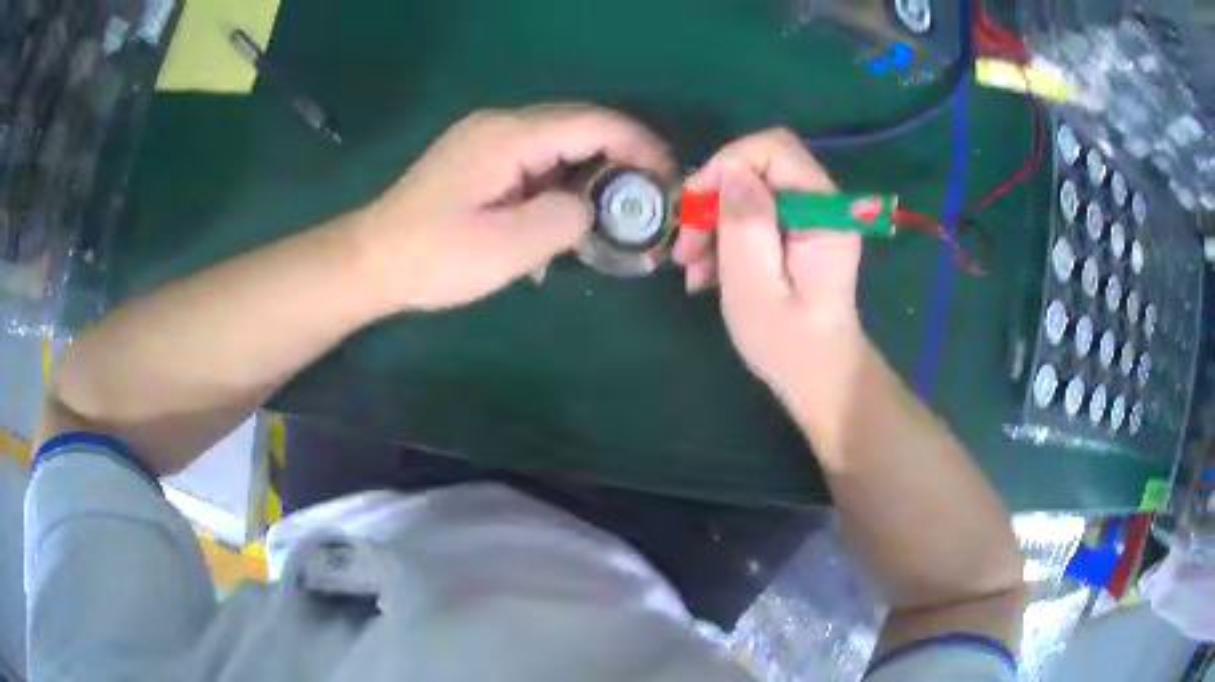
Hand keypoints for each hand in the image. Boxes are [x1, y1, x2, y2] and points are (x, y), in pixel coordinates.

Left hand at [358, 104, 671, 312]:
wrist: (370, 260)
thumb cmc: (432, 257)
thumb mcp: (506, 249)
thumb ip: (564, 220)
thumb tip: (587, 207)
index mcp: (509, 137)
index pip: (593, 123)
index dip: (639, 145)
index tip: (668, 179)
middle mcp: (501, 124)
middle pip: (579, 125)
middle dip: (622, 157)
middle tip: (649, 200)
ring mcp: (487, 139)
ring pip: (559, 142)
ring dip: (591, 172)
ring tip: (613, 214)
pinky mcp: (479, 158)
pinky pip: (535, 159)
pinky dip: (560, 182)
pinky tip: (563, 217)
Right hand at [672, 129, 863, 393]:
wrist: (818, 376)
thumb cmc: (787, 342)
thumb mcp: (754, 284)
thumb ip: (745, 221)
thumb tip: (731, 171)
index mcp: (823, 212)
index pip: (774, 148)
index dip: (727, 163)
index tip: (695, 202)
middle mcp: (823, 204)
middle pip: (759, 167)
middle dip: (715, 197)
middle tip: (686, 245)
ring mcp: (812, 219)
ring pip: (752, 192)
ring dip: (714, 222)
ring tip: (692, 268)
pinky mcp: (799, 234)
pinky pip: (757, 216)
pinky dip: (727, 237)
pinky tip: (707, 272)